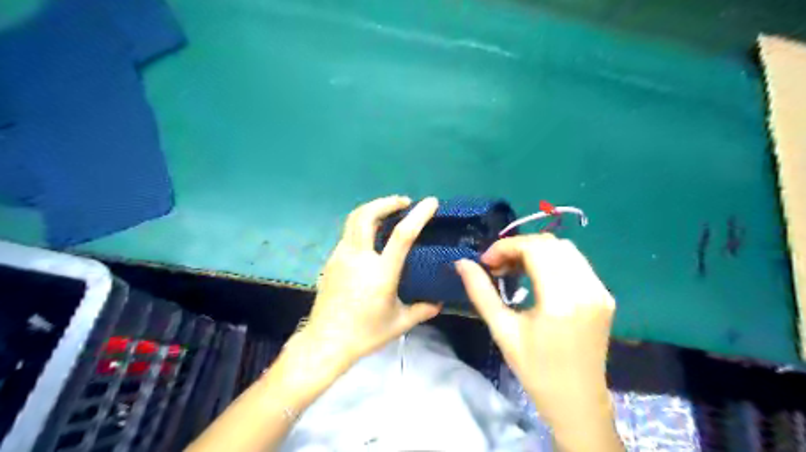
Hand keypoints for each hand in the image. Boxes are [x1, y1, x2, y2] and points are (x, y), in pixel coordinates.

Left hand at [288, 197, 439, 375]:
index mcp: (380, 272)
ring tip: (388, 212)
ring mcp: (341, 257)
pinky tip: (371, 236)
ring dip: (372, 209)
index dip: (418, 215)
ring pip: (354, 220)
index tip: (430, 202)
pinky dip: (362, 225)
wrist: (325, 342)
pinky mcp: (331, 260)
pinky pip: (348, 234)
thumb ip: (422, 310)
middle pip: (367, 215)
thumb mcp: (399, 323)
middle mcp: (358, 258)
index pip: (402, 235)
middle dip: (386, 202)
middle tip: (403, 202)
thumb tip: (439, 303)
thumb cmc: (364, 333)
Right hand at [453, 237, 618, 437]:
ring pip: (565, 249)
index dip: (506, 247)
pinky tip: (536, 275)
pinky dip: (552, 260)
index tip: (486, 261)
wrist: (577, 400)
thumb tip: (462, 263)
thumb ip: (480, 292)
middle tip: (497, 265)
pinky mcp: (604, 295)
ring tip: (514, 268)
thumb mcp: (502, 331)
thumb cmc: (535, 369)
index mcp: (560, 301)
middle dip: (518, 247)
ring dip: (535, 251)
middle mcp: (586, 289)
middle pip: (550, 243)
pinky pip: (576, 262)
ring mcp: (600, 291)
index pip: (535, 249)